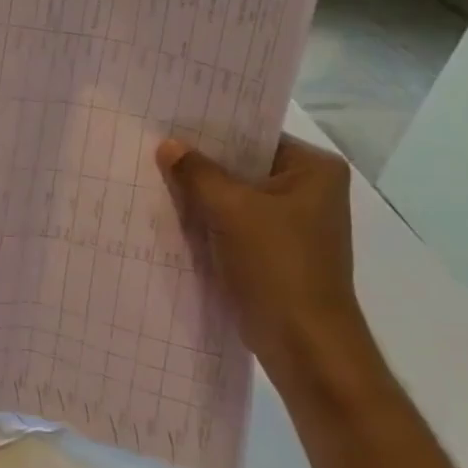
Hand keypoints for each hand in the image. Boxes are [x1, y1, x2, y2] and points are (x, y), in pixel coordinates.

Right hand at [155, 134, 371, 382]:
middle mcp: (310, 190)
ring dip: (202, 194)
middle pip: (243, 165)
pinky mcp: (276, 251)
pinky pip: (235, 223)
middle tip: (154, 150)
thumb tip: (168, 144)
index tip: (169, 125)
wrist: (302, 342)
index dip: (211, 131)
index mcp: (314, 169)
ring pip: (236, 196)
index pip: (254, 135)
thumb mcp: (229, 209)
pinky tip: (173, 216)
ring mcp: (294, 223)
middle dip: (202, 164)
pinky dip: (209, 221)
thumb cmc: (276, 264)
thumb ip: (196, 172)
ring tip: (155, 179)